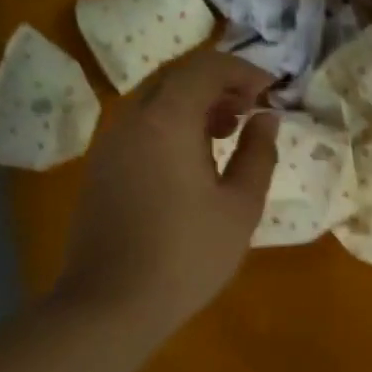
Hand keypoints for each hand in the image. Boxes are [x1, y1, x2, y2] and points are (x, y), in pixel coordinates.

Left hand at [53, 52, 279, 344]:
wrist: (110, 304)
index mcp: (167, 121)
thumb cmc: (187, 255)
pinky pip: (140, 127)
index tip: (271, 89)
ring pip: (156, 101)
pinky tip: (192, 160)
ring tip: (226, 133)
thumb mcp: (240, 207)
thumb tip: (267, 119)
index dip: (243, 70)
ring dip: (194, 105)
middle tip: (251, 109)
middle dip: (218, 84)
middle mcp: (132, 120)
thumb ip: (258, 154)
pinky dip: (171, 125)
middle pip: (177, 77)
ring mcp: (110, 144)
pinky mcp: (100, 168)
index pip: (206, 67)